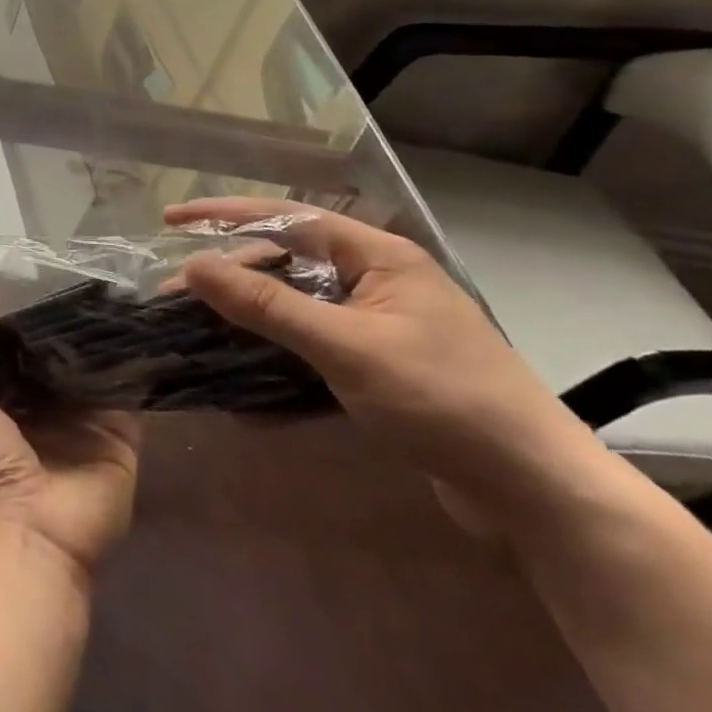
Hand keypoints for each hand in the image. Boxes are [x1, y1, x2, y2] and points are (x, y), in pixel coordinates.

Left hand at [0, 304, 138, 576]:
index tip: (37, 283)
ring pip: (95, 370)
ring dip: (100, 341)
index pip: (22, 352)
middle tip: (81, 281)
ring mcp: (88, 420)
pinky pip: (128, 394)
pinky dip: (131, 366)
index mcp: (10, 400)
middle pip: (60, 358)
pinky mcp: (122, 435)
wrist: (33, 531)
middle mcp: (50, 407)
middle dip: (65, 328)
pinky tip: (137, 330)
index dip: (25, 322)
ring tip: (112, 294)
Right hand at [165, 198, 606, 534]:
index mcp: (379, 259)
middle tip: (173, 294)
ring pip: (294, 312)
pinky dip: (277, 370)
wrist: (539, 495)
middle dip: (228, 279)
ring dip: (247, 325)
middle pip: (285, 265)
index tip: (171, 219)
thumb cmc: (445, 402)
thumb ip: (266, 306)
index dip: (225, 215)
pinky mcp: (379, 371)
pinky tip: (243, 398)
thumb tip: (193, 266)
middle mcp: (377, 283)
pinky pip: (312, 355)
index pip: (288, 219)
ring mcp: (379, 328)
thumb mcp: (346, 348)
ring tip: (195, 335)